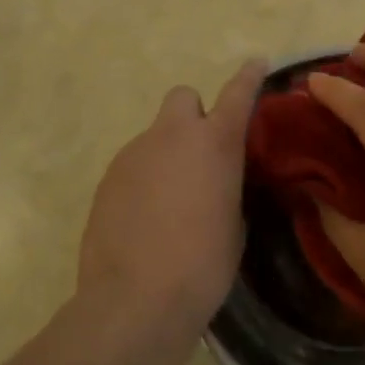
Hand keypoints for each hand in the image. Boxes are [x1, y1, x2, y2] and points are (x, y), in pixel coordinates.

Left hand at [78, 59, 265, 336]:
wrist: (134, 302)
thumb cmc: (202, 266)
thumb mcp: (234, 224)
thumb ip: (227, 187)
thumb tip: (215, 182)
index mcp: (214, 143)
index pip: (237, 94)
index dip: (249, 76)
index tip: (256, 62)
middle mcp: (173, 136)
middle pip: (183, 98)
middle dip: (193, 116)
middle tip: (200, 154)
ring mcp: (134, 153)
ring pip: (156, 137)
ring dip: (167, 155)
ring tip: (170, 204)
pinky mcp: (108, 178)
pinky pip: (134, 166)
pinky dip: (143, 181)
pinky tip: (145, 220)